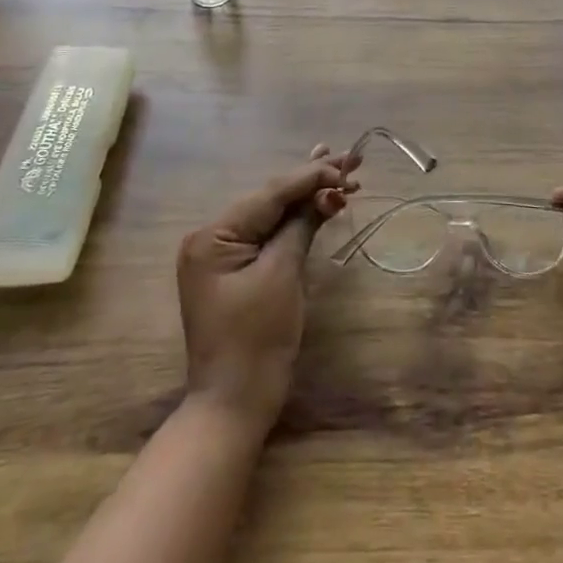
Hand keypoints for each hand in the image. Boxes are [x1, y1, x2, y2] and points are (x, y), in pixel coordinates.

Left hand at [177, 144, 358, 430]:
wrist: (233, 405)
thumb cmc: (256, 339)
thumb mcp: (282, 275)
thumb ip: (301, 226)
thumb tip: (327, 192)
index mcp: (213, 235)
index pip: (270, 194)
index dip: (311, 176)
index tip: (347, 164)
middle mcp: (212, 237)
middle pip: (271, 199)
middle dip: (311, 180)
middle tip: (350, 157)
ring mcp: (222, 254)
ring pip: (272, 214)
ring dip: (307, 196)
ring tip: (339, 170)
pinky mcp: (236, 271)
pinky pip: (268, 234)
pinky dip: (295, 219)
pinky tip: (316, 199)